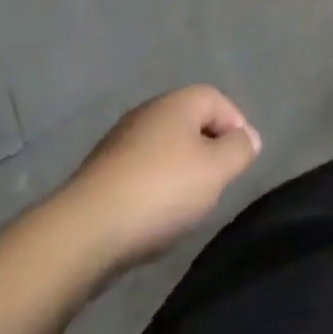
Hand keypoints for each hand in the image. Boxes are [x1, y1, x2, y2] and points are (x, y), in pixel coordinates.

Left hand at [56, 86, 260, 271]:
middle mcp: (149, 111)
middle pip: (190, 123)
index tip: (241, 161)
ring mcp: (120, 141)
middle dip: (207, 150)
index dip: (236, 127)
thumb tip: (248, 137)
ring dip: (178, 171)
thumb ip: (239, 150)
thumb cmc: (160, 191)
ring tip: (185, 205)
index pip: (219, 101)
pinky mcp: (99, 173)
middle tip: (216, 183)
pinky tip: (151, 217)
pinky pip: (139, 172)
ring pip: (163, 148)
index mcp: (179, 101)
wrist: (84, 232)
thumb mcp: (216, 170)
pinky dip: (152, 188)